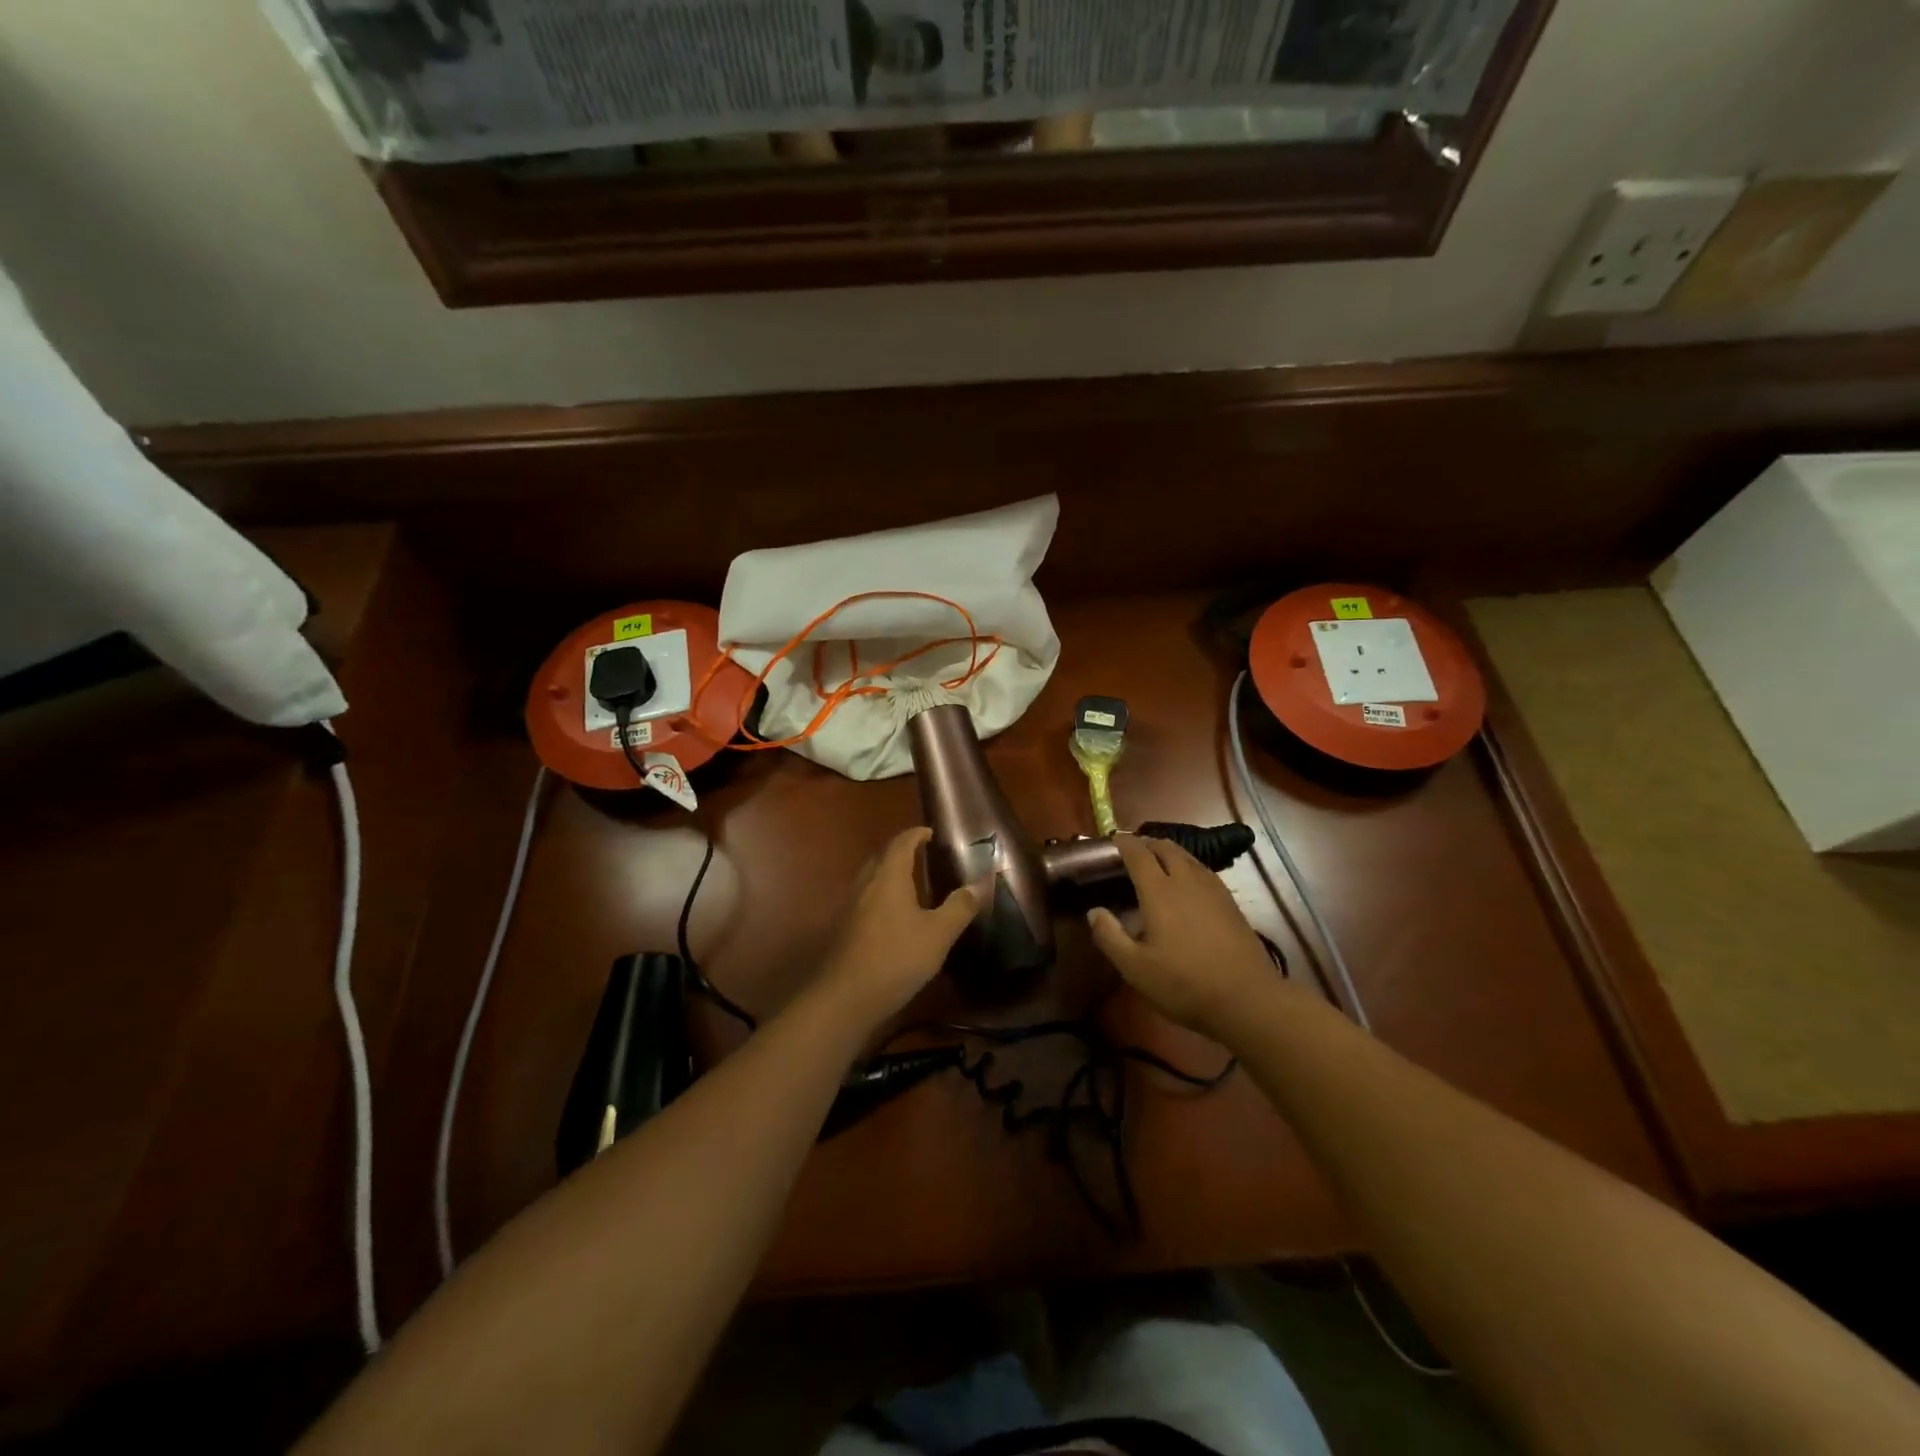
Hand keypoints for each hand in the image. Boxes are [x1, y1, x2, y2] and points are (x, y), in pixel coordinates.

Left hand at [814, 828, 977, 1028]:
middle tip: (922, 856)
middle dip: (901, 853)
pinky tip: (894, 918)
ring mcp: (851, 907)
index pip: (901, 844)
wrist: (845, 997)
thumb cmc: (896, 957)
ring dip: (889, 876)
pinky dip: (882, 898)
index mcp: (889, 877)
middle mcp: (866, 885)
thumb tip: (977, 885)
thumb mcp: (938, 934)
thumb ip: (959, 908)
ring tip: (911, 886)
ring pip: (871, 880)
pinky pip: (866, 901)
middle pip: (882, 858)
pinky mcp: (844, 930)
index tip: (930, 832)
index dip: (916, 834)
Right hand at [1087, 834, 1284, 1039]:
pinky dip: (1188, 865)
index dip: (1124, 843)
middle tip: (1133, 849)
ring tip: (1158, 858)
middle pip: (1166, 848)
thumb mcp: (1135, 968)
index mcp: (1159, 892)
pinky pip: (1203, 870)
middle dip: (1147, 843)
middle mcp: (1185, 881)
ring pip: (1188, 856)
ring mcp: (1212, 890)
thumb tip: (1094, 911)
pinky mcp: (1230, 903)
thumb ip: (1110, 936)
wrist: (1247, 999)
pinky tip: (1188, 881)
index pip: (1138, 854)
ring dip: (1169, 851)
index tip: (1112, 839)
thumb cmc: (1184, 984)